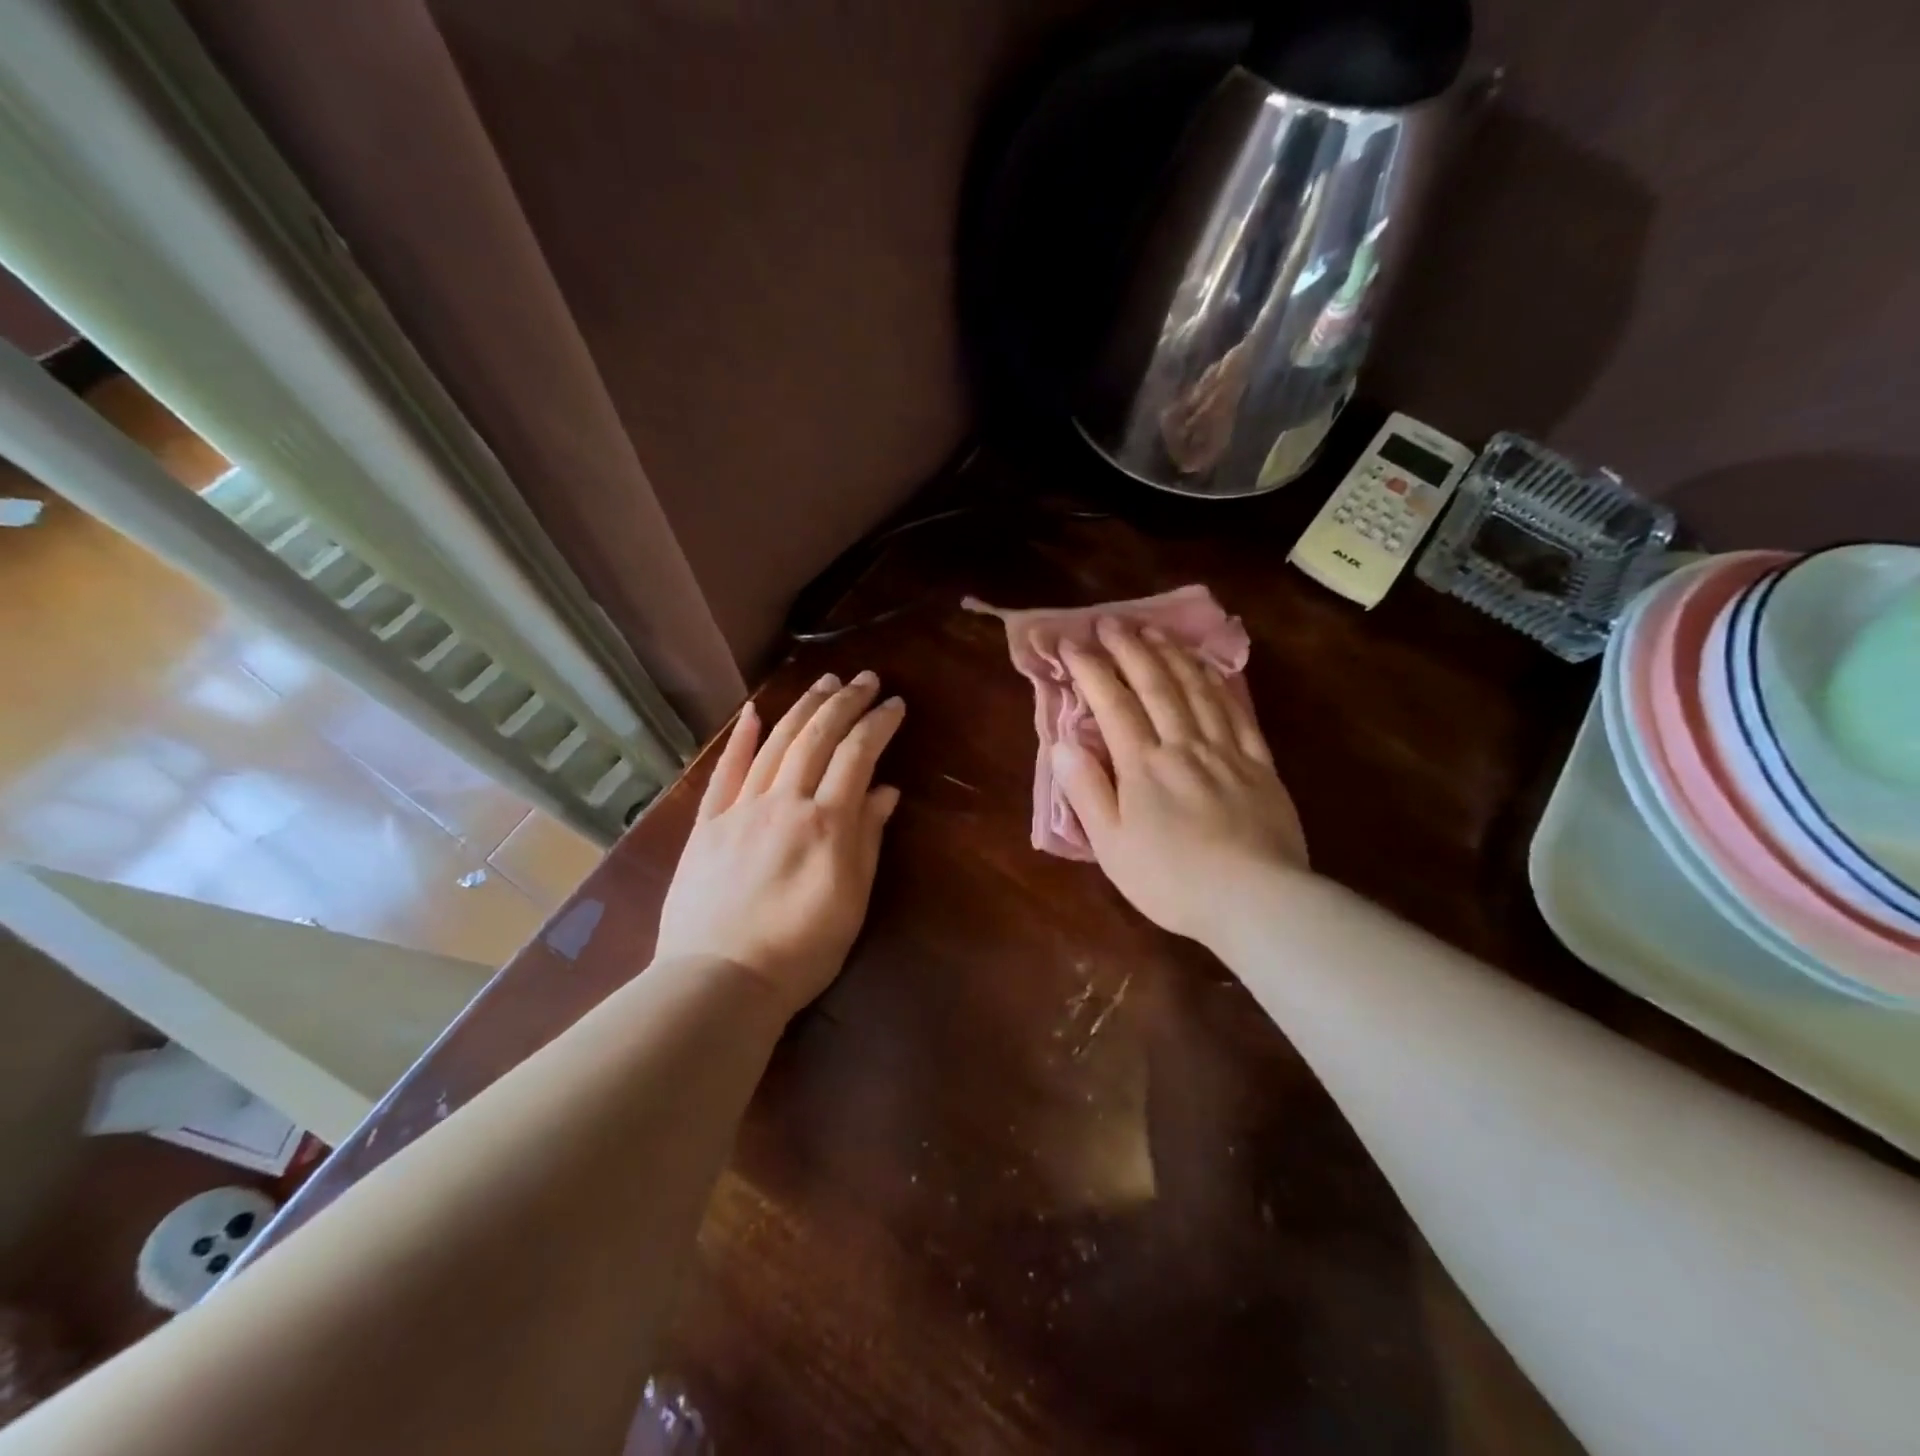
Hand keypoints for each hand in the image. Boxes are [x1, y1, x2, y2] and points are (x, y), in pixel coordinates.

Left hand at [655, 671, 903, 1016]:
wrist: (719, 980)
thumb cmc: (800, 950)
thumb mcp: (851, 900)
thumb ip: (868, 839)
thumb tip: (885, 790)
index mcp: (826, 822)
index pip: (857, 755)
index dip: (878, 724)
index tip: (895, 704)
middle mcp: (784, 802)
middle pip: (817, 737)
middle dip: (845, 702)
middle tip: (866, 678)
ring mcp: (741, 809)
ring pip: (776, 744)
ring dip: (803, 707)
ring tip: (825, 681)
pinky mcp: (708, 824)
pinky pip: (725, 772)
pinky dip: (741, 739)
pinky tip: (755, 712)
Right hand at [1054, 620, 1307, 946]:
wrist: (1255, 900)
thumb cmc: (1172, 880)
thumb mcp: (1112, 845)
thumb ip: (1087, 791)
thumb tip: (1064, 744)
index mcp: (1143, 765)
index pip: (1112, 703)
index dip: (1090, 669)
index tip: (1071, 643)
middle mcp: (1183, 744)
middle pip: (1155, 684)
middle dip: (1129, 648)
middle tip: (1111, 621)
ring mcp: (1226, 750)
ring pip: (1196, 688)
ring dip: (1171, 655)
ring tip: (1153, 631)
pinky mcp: (1260, 763)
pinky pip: (1237, 711)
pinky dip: (1219, 682)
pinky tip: (1209, 667)